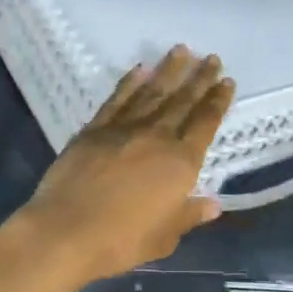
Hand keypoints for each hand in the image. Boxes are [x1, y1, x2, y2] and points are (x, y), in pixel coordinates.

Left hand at [19, 47, 234, 282]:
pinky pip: (117, 100)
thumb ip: (189, 216)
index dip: (217, 102)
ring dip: (168, 71)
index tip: (226, 81)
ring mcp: (123, 129)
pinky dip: (129, 83)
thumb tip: (213, 204)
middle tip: (211, 57)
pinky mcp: (94, 130)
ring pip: (151, 93)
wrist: (66, 231)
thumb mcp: (165, 237)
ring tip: (181, 51)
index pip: (205, 124)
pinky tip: (139, 70)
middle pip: (182, 101)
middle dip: (199, 79)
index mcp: (180, 163)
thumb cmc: (122, 240)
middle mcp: (156, 137)